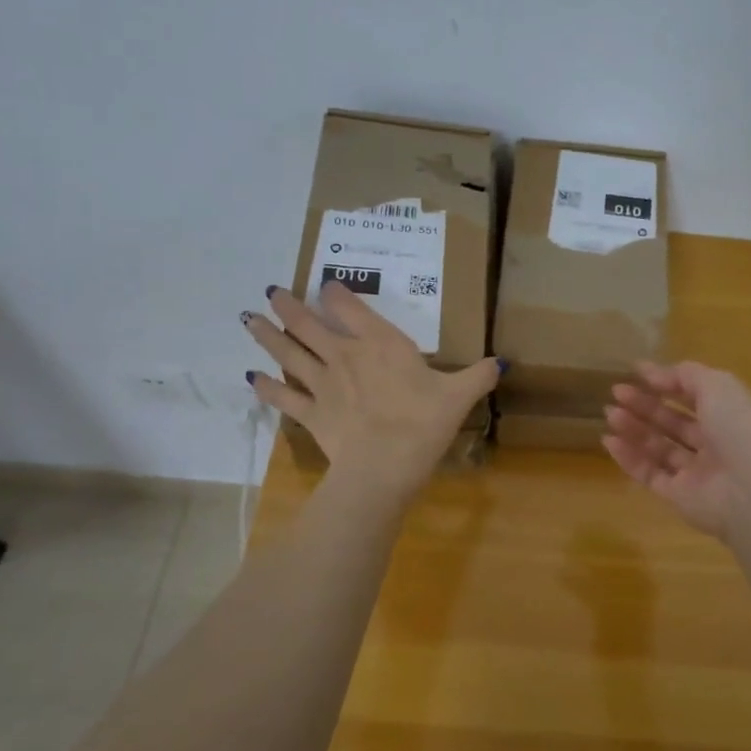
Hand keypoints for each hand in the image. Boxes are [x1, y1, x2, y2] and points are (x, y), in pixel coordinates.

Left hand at [243, 282, 500, 503]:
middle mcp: (345, 356)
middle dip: (289, 307)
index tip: (326, 284)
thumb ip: (479, 375)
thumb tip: (502, 362)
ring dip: (267, 336)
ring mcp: (323, 385)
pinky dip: (267, 388)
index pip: (352, 309)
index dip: (336, 294)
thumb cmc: (422, 423)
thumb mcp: (459, 396)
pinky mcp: (310, 414)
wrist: (383, 466)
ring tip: (248, 319)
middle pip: (309, 326)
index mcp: (381, 344)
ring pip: (288, 354)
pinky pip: (283, 397)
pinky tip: (252, 378)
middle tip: (271, 292)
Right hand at [603, 361, 750, 542]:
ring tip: (609, 413)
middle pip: (673, 422)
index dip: (667, 383)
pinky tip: (609, 441)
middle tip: (616, 392)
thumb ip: (684, 375)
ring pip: (659, 448)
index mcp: (728, 415)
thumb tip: (653, 373)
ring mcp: (695, 473)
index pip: (693, 395)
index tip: (637, 372)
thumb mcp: (716, 385)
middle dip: (645, 406)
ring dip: (634, 429)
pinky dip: (629, 459)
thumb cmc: (738, 428)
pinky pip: (649, 474)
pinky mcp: (678, 497)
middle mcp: (713, 443)